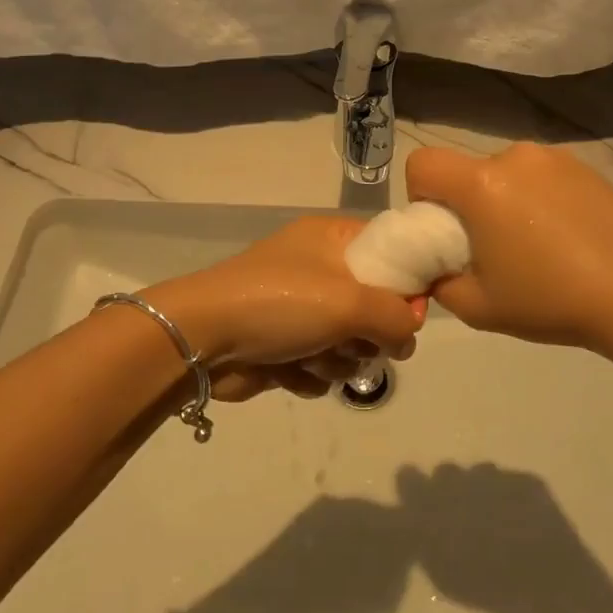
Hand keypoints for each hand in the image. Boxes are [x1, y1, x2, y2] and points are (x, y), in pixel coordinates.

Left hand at [139, 216, 422, 387]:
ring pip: (350, 343)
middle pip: (375, 306)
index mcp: (333, 239)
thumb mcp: (349, 301)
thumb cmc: (280, 303)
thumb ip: (396, 316)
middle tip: (355, 340)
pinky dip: (311, 373)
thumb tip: (408, 335)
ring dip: (337, 359)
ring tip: (312, 356)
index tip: (409, 314)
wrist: (203, 339)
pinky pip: (322, 365)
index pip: (391, 251)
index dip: (406, 284)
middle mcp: (319, 269)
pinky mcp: (284, 345)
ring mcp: (300, 309)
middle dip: (367, 334)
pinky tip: (290, 370)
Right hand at [404, 142, 612, 352]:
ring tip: (535, 243)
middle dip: (467, 203)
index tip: (444, 230)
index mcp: (481, 184)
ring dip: (503, 199)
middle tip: (491, 247)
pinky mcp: (582, 165)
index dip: (420, 195)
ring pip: (504, 172)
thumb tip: (435, 269)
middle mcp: (512, 157)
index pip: (422, 163)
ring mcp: (552, 157)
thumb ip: (439, 283)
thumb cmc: (551, 300)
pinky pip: (539, 175)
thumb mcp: (478, 307)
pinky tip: (565, 234)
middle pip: (466, 171)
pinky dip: (538, 197)